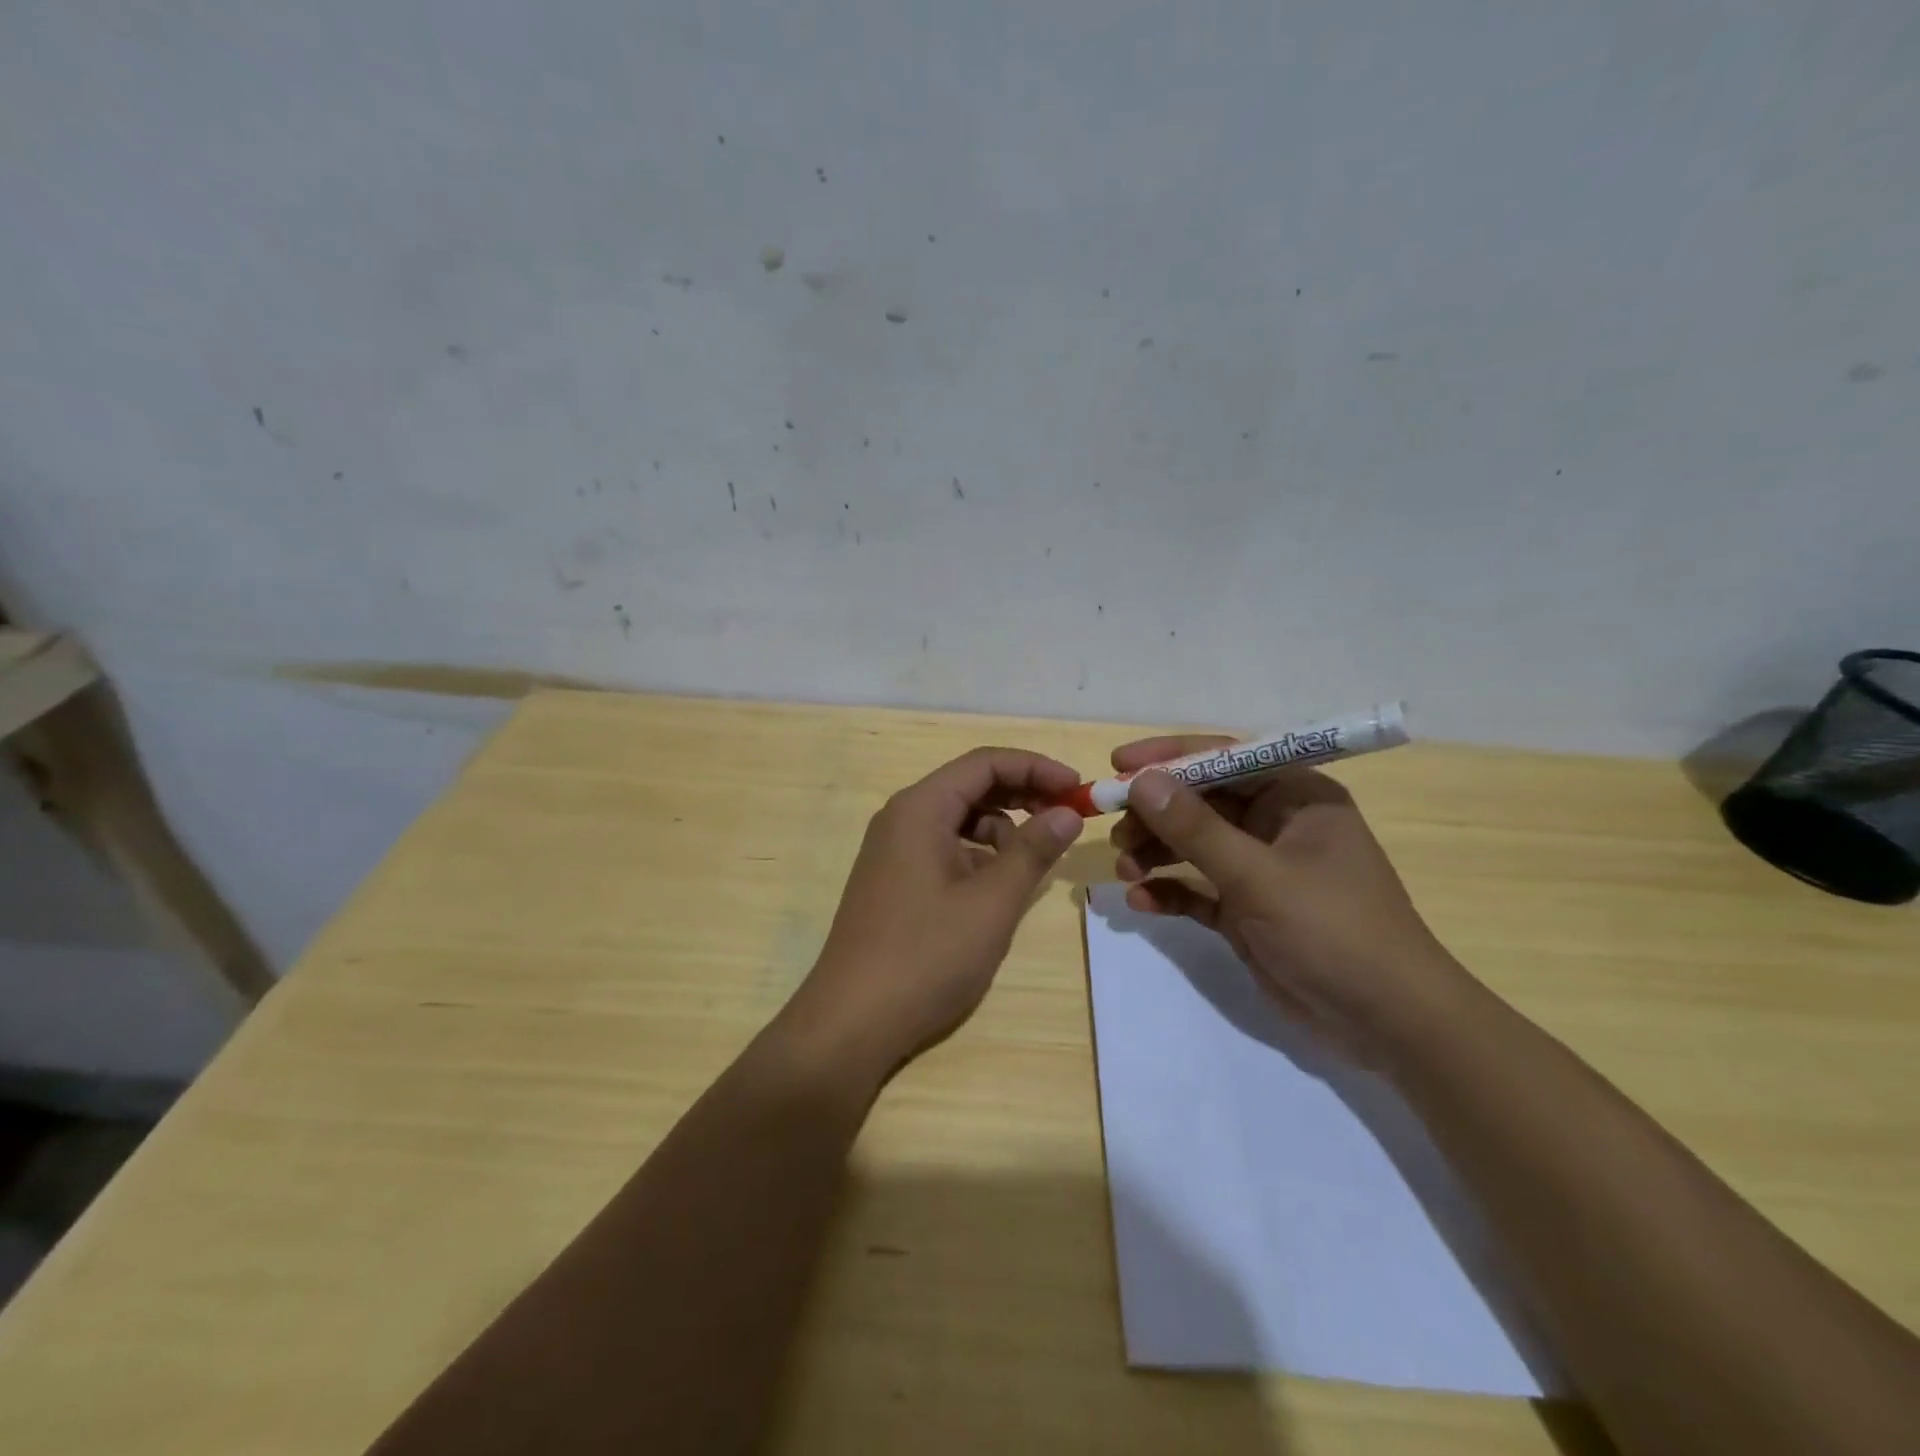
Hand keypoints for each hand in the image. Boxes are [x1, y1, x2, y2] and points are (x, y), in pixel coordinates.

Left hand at [787, 747, 1084, 1078]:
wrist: (851, 1022)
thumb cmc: (926, 956)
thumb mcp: (991, 903)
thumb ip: (1032, 851)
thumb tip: (1067, 813)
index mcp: (920, 809)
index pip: (985, 763)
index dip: (1036, 768)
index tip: (1079, 789)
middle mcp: (902, 818)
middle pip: (970, 785)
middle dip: (1023, 795)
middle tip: (1067, 818)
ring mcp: (893, 851)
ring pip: (959, 819)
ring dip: (1002, 828)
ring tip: (1034, 860)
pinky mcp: (894, 880)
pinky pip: (944, 848)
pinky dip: (978, 855)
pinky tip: (998, 886)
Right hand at [1109, 736, 1471, 1063]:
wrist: (1387, 1024)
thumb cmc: (1333, 930)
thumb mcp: (1259, 876)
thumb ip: (1196, 829)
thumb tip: (1142, 782)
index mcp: (1296, 796)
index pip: (1225, 758)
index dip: (1170, 758)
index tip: (1118, 766)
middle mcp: (1276, 824)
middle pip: (1202, 802)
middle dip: (1156, 814)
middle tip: (1114, 829)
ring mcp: (1261, 869)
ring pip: (1194, 845)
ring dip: (1156, 853)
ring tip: (1125, 870)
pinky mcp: (1248, 910)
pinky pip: (1198, 888)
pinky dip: (1171, 891)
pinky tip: (1142, 902)